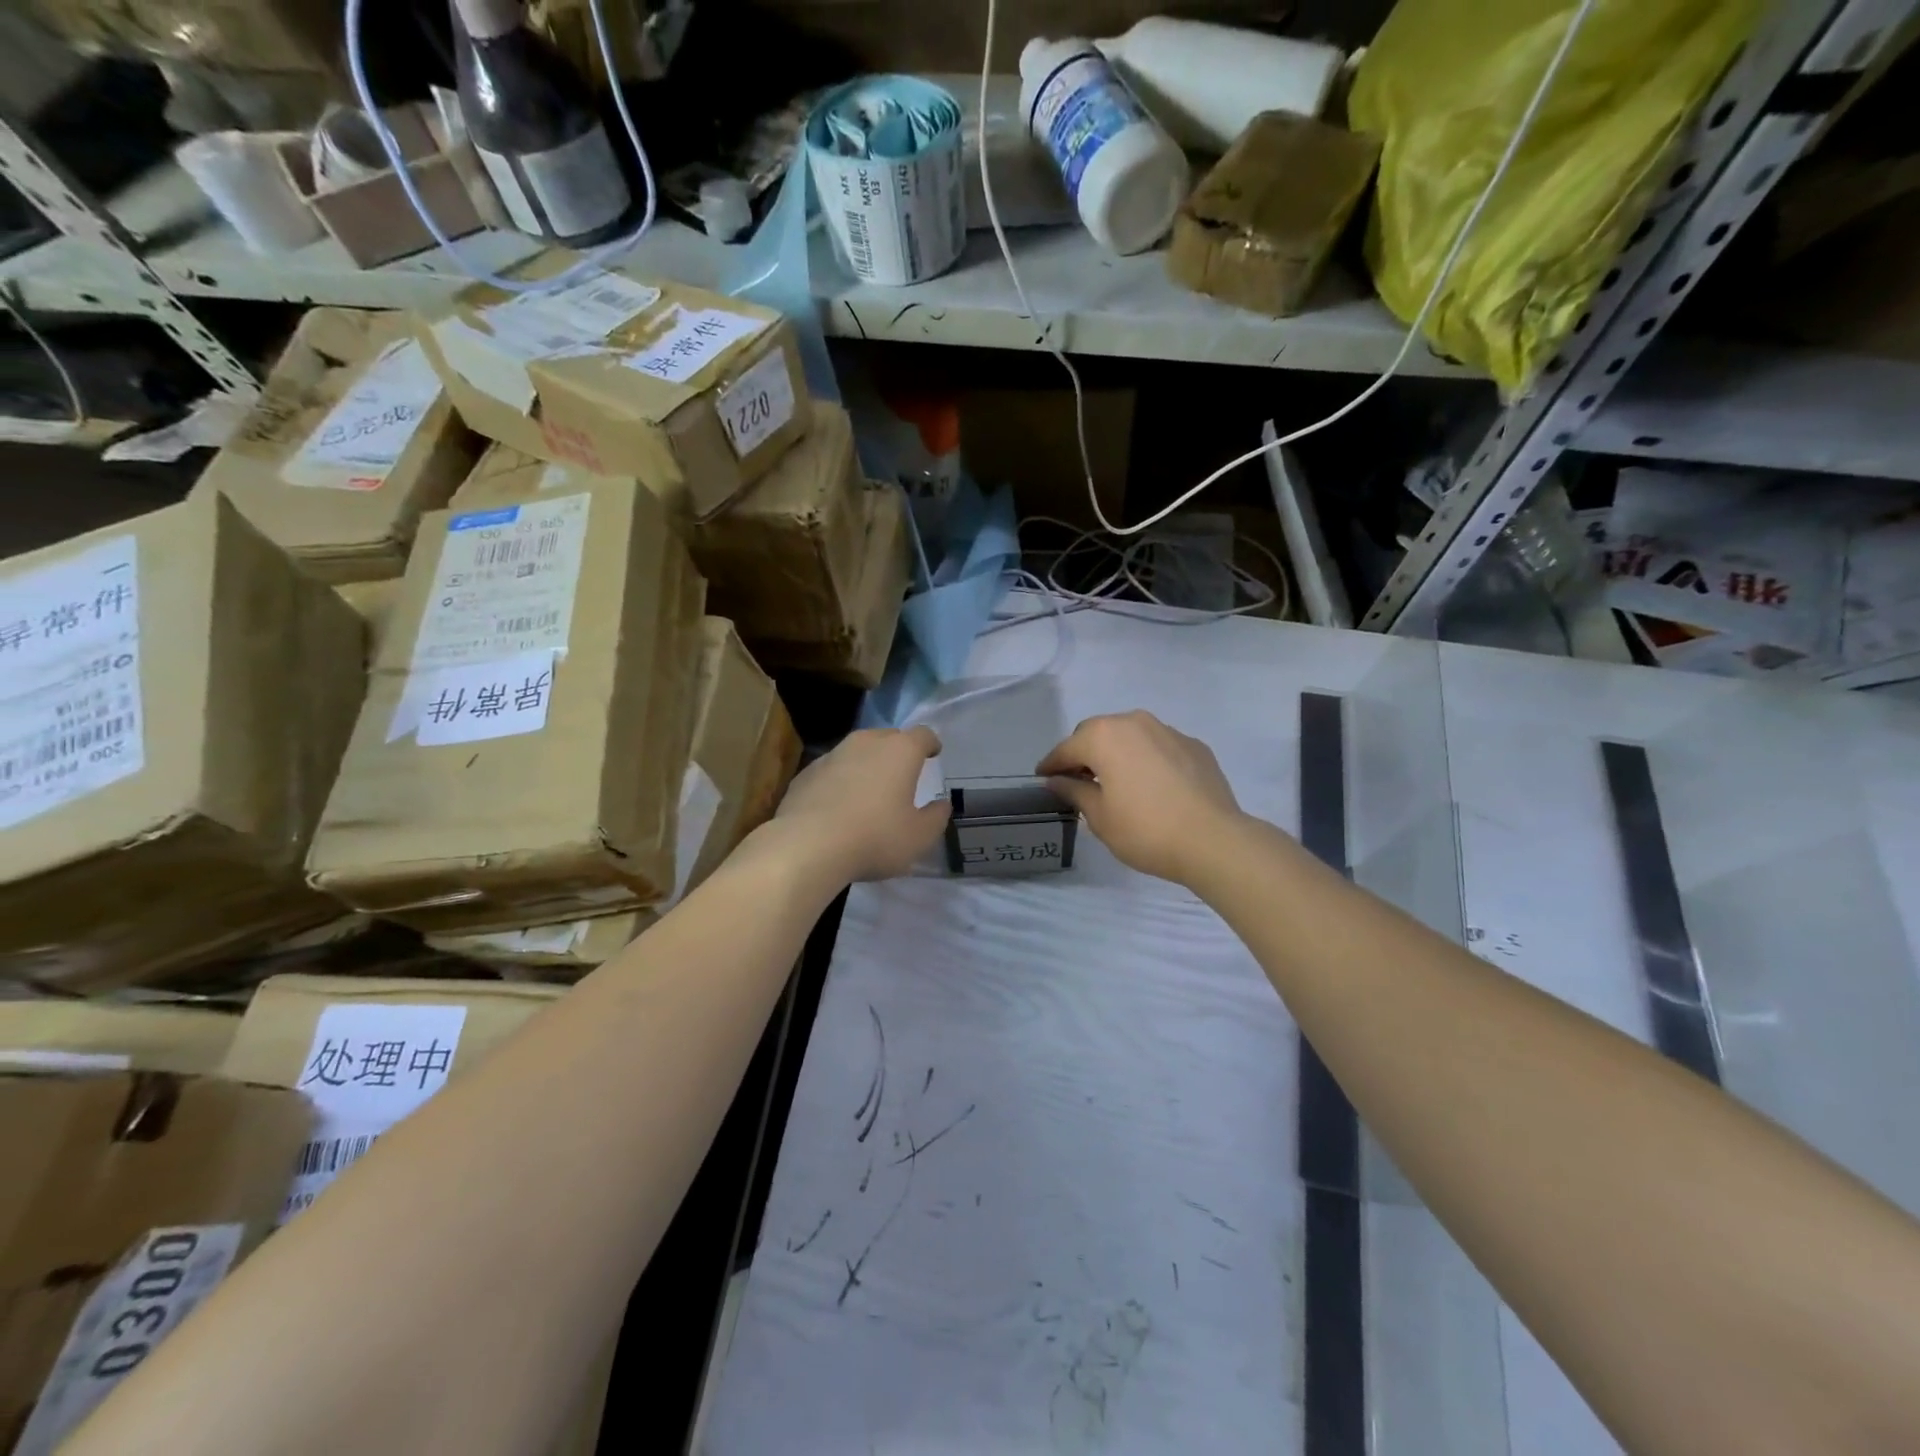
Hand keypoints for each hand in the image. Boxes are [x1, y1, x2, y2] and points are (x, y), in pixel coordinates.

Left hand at [773, 725, 950, 883]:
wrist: (808, 846)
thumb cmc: (875, 837)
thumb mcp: (919, 837)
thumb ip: (936, 817)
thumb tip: (941, 804)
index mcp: (900, 751)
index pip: (922, 735)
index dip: (930, 743)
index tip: (933, 753)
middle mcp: (866, 743)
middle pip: (888, 737)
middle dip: (898, 751)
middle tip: (903, 773)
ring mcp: (832, 755)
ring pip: (857, 751)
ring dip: (867, 764)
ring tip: (870, 790)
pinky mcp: (806, 773)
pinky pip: (832, 769)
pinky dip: (841, 780)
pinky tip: (839, 805)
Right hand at [1038, 711, 1245, 886]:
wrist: (1213, 840)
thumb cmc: (1145, 830)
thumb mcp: (1100, 817)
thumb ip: (1074, 791)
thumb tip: (1058, 780)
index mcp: (1104, 736)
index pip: (1067, 748)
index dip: (1052, 764)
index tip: (1043, 777)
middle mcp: (1134, 722)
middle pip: (1098, 733)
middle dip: (1084, 753)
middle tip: (1078, 780)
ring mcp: (1168, 731)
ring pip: (1130, 735)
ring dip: (1117, 752)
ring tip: (1115, 781)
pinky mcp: (1194, 746)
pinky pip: (1158, 746)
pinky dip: (1147, 759)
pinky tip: (1151, 785)